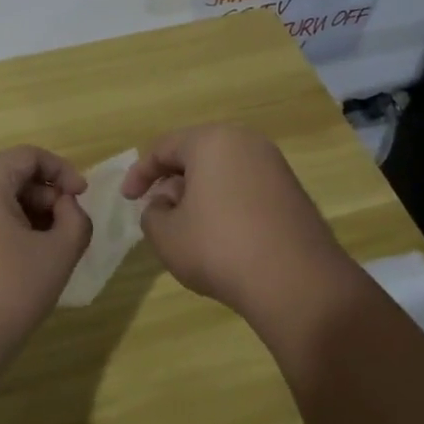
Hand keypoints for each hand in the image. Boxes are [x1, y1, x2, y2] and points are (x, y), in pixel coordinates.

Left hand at [0, 146, 91, 382]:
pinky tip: (11, 265)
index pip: (27, 156)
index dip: (62, 171)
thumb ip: (75, 219)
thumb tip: (65, 207)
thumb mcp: (57, 256)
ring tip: (42, 250)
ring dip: (21, 215)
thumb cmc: (4, 298)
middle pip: (6, 176)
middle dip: (42, 197)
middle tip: (65, 229)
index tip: (81, 198)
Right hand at [122, 124, 351, 321]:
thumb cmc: (220, 248)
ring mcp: (275, 166)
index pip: (164, 147)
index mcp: (212, 141)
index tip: (127, 198)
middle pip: (196, 154)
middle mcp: (246, 142)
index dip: (140, 173)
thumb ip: (153, 213)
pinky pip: (246, 188)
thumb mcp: (166, 235)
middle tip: (157, 210)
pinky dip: (226, 203)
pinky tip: (221, 237)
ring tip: (187, 227)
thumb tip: (166, 204)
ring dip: (199, 194)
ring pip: (223, 171)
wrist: (297, 282)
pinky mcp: (292, 192)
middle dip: (172, 181)